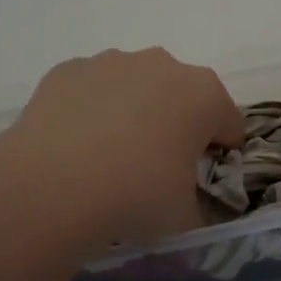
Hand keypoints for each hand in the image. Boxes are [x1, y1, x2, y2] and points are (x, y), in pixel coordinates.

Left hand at [0, 49, 243, 254]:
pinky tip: (75, 147)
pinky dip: (91, 111)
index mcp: (204, 94)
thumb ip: (202, 208)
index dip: (220, 154)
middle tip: (156, 169)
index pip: (229, 124)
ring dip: (132, 113)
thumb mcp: (186, 218)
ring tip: (108, 159)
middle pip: (181, 97)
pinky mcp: (68, 69)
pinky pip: (92, 90)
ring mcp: (111, 62)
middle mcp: (161, 64)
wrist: (50, 185)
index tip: (203, 181)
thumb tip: (195, 207)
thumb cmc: (135, 196)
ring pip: (135, 87)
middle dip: (176, 126)